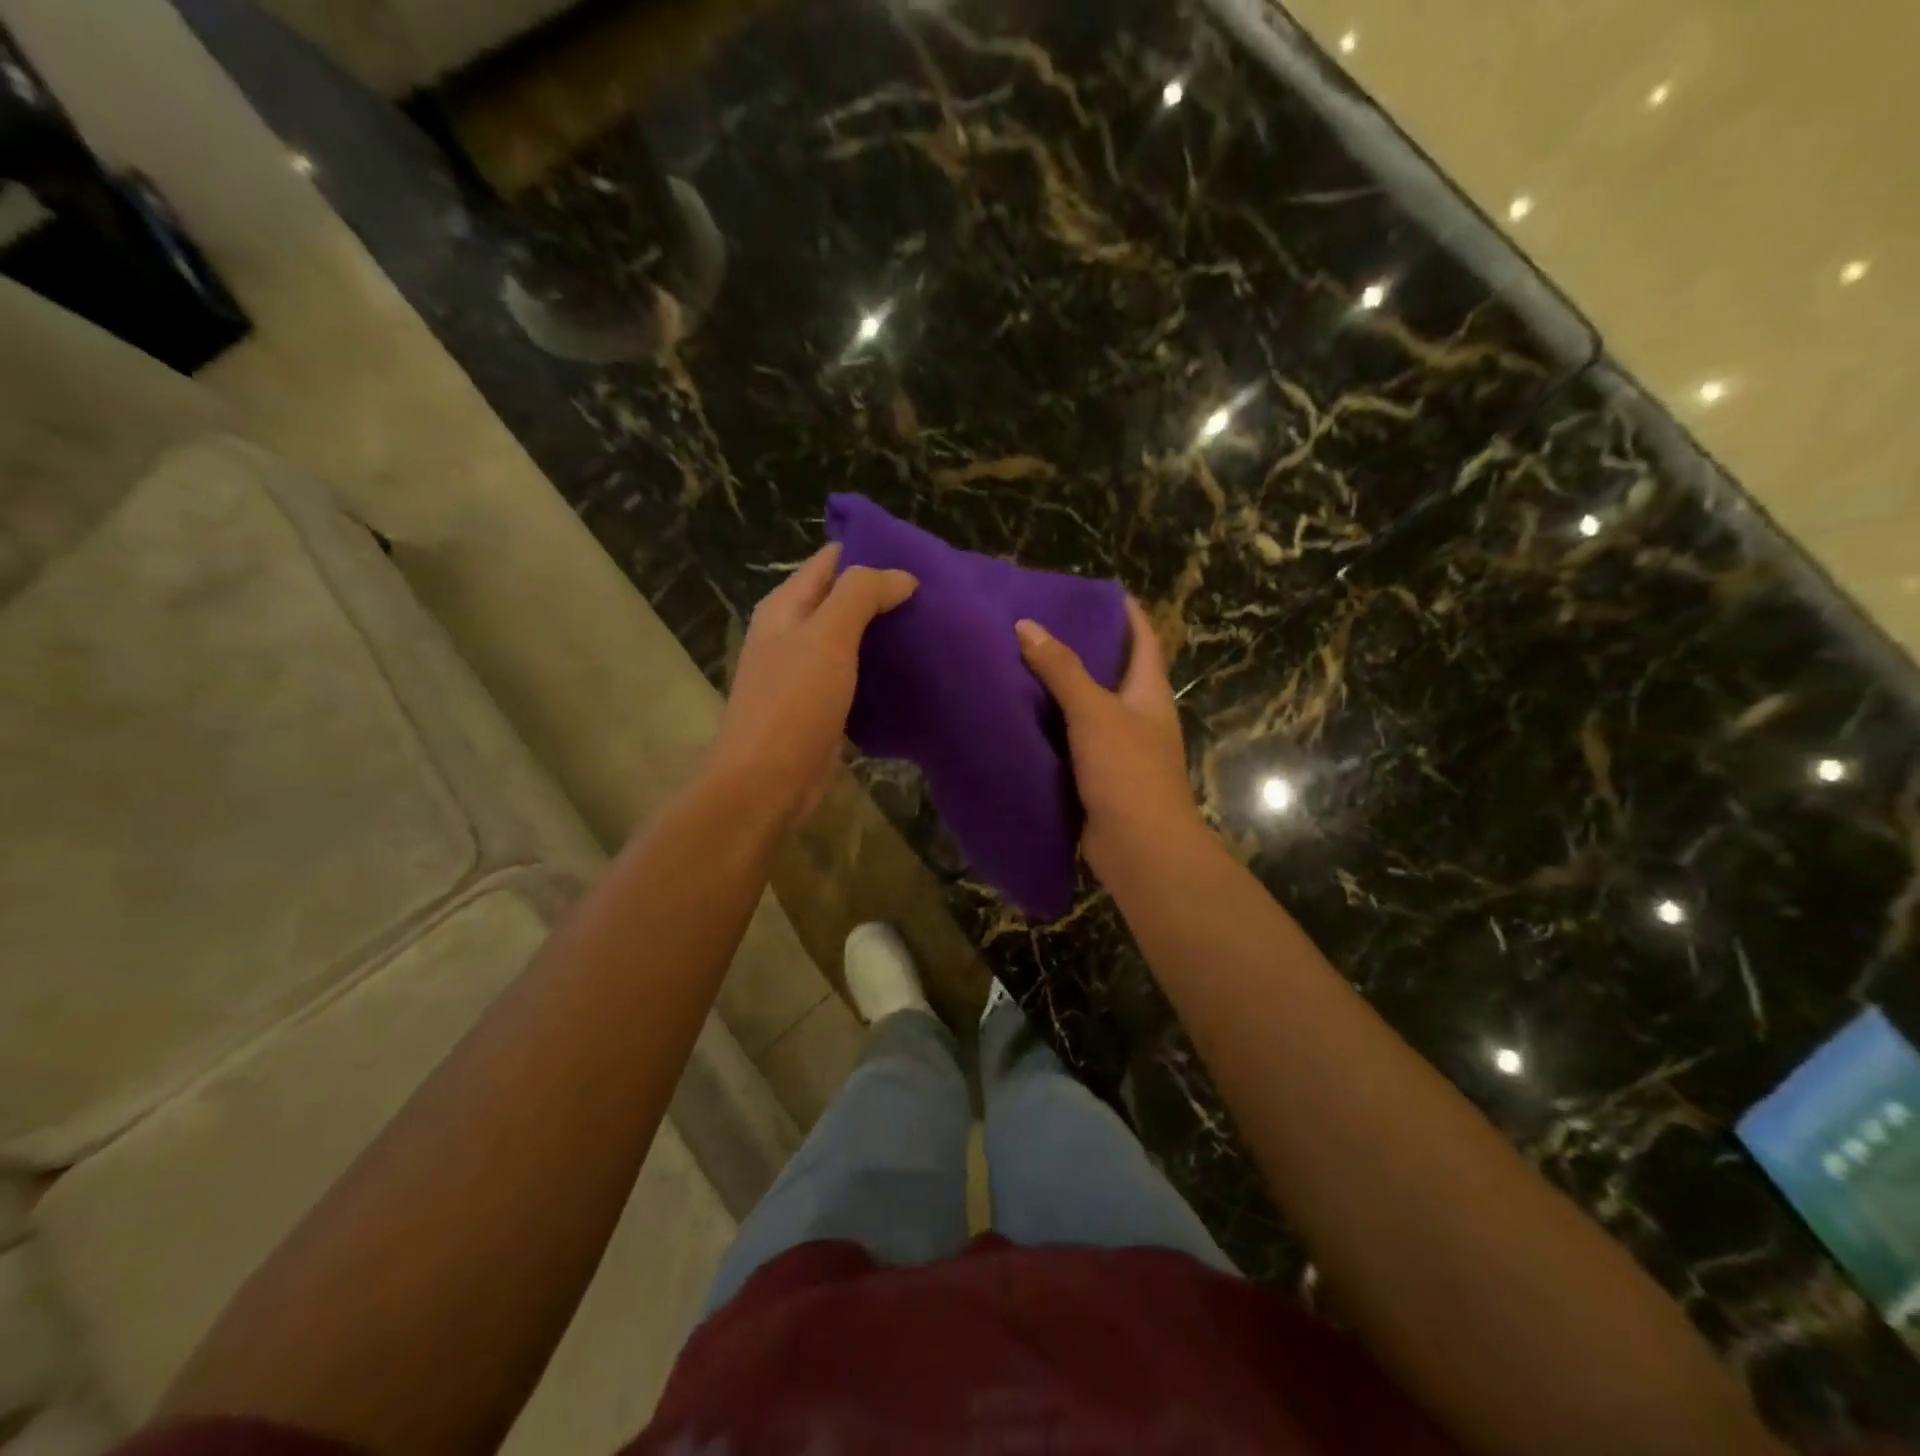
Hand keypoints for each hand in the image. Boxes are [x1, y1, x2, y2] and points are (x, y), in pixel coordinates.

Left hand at [711, 544, 916, 828]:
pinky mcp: (820, 704)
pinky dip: (879, 667)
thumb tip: (902, 575)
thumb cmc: (794, 702)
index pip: (831, 560)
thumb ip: (861, 595)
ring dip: (884, 631)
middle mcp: (792, 632)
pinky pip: (854, 672)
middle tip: (934, 594)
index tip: (919, 557)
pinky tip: (910, 669)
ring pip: (850, 637)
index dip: (870, 552)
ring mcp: (804, 670)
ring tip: (931, 626)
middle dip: (883, 592)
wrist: (766, 781)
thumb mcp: (828, 636)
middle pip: (842, 598)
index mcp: (786, 606)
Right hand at [1015, 598, 1202, 882]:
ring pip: (1087, 708)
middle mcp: (1138, 715)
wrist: (1140, 849)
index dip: (1126, 613)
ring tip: (1019, 664)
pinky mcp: (1097, 777)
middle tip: (1038, 626)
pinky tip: (1019, 718)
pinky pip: (1071, 742)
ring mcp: (1119, 749)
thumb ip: (1061, 669)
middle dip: (1081, 648)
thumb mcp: (1094, 712)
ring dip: (1060, 690)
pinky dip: (1050, 728)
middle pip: (1112, 671)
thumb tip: (1026, 625)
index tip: (1096, 591)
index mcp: (1149, 692)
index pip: (1144, 639)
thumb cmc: (1127, 771)